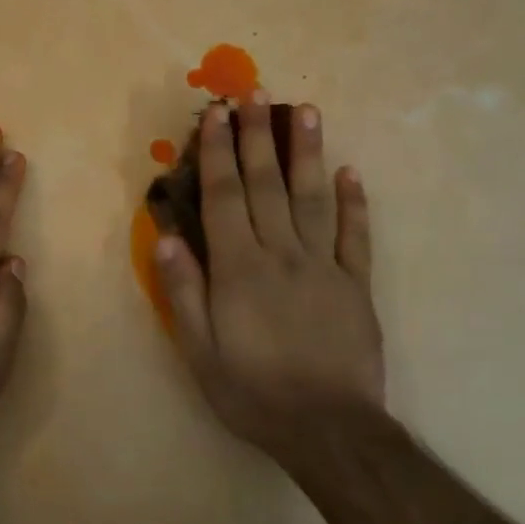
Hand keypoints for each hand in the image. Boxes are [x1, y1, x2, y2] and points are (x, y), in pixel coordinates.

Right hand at [153, 93, 385, 467]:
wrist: (329, 430)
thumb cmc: (253, 393)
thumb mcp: (200, 352)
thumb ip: (183, 292)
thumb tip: (168, 237)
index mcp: (239, 269)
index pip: (224, 197)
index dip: (218, 153)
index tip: (217, 115)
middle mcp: (282, 255)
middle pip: (267, 185)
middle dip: (258, 137)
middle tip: (256, 93)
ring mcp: (325, 266)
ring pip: (314, 198)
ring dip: (308, 153)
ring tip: (306, 111)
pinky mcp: (357, 285)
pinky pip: (357, 236)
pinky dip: (355, 203)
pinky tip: (351, 173)